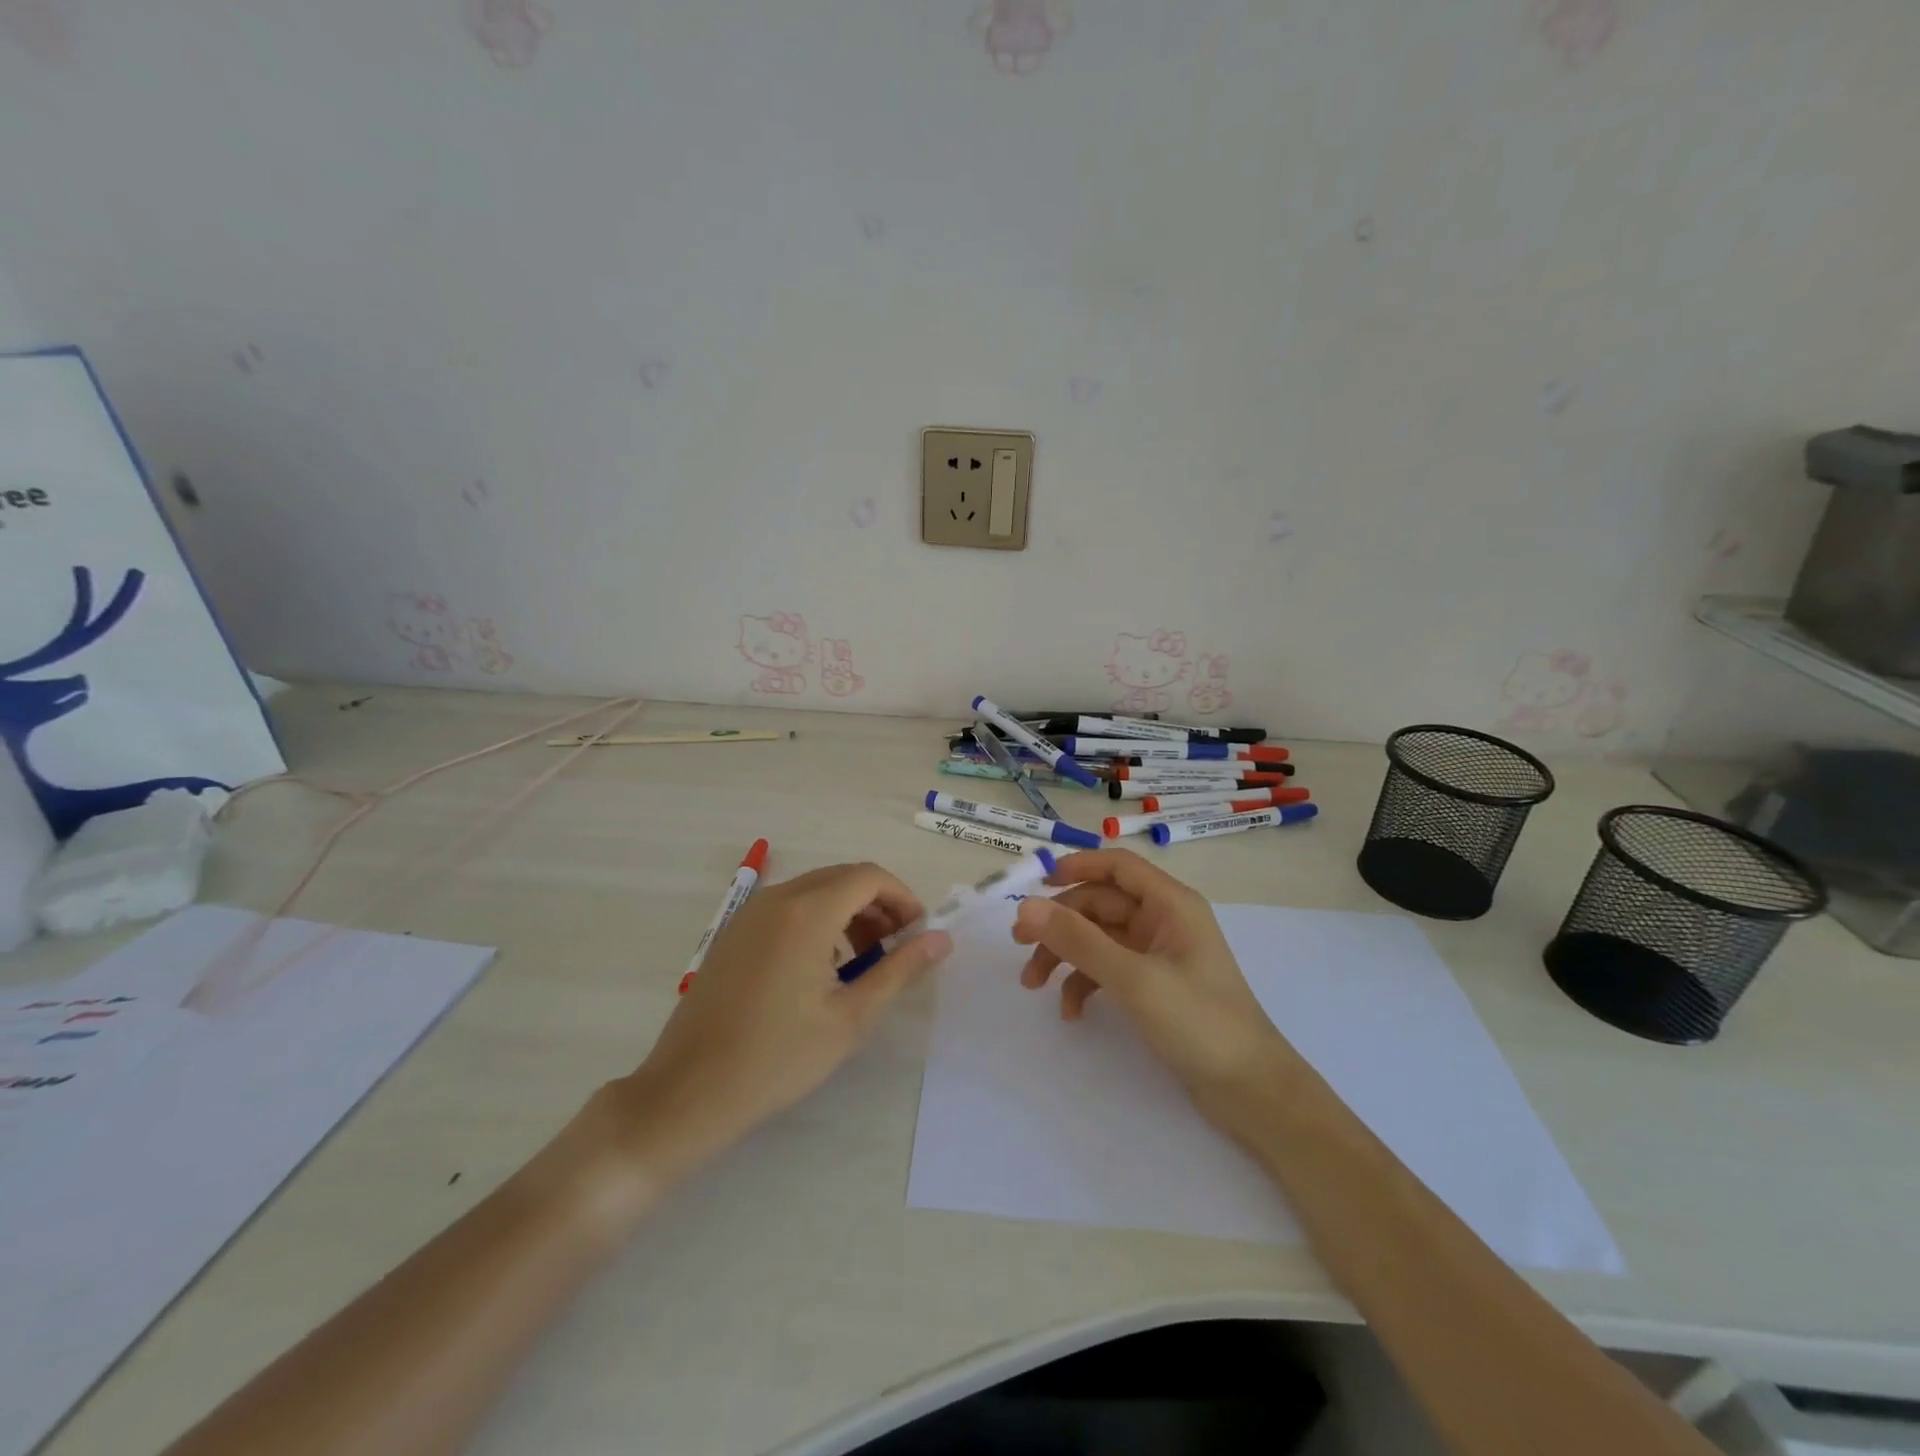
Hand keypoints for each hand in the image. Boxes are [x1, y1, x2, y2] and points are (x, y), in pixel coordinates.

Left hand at [610, 863, 950, 1181]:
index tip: (918, 934)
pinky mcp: (733, 932)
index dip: (903, 898)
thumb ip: (900, 969)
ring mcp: (749, 914)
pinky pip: (788, 907)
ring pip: (815, 890)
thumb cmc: (778, 1057)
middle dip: (878, 904)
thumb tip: (941, 938)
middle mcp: (777, 899)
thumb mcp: (851, 1017)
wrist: (688, 1092)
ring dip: (849, 912)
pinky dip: (817, 920)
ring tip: (863, 962)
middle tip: (896, 948)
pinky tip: (821, 968)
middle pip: (842, 877)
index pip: (869, 876)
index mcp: (807, 912)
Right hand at [1012, 849, 1296, 1127]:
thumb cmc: (1199, 1022)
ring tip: (1033, 986)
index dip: (1075, 866)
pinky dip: (1086, 984)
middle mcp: (1165, 921)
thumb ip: (1078, 940)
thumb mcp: (1133, 978)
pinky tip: (1071, 1012)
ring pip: (1099, 938)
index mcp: (1170, 904)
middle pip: (1100, 904)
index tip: (1034, 884)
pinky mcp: (1155, 985)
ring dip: (1065, 956)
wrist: (1251, 1091)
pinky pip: (1109, 969)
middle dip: (1060, 923)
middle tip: (1018, 944)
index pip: (1117, 866)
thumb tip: (1025, 907)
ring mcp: (1159, 954)